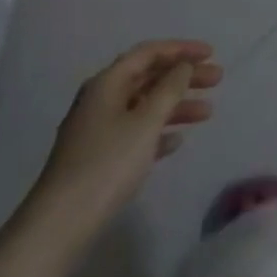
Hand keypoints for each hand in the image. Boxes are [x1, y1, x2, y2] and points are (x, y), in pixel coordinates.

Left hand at [31, 40, 222, 233]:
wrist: (58, 227)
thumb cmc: (107, 164)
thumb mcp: (145, 123)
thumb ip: (169, 89)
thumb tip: (183, 66)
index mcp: (108, 82)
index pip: (149, 52)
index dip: (182, 49)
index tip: (211, 54)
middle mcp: (101, 99)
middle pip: (149, 77)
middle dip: (183, 77)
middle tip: (217, 79)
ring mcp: (97, 130)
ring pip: (144, 106)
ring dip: (176, 105)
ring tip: (208, 113)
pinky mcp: (98, 158)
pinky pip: (135, 133)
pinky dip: (158, 131)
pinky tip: (177, 141)